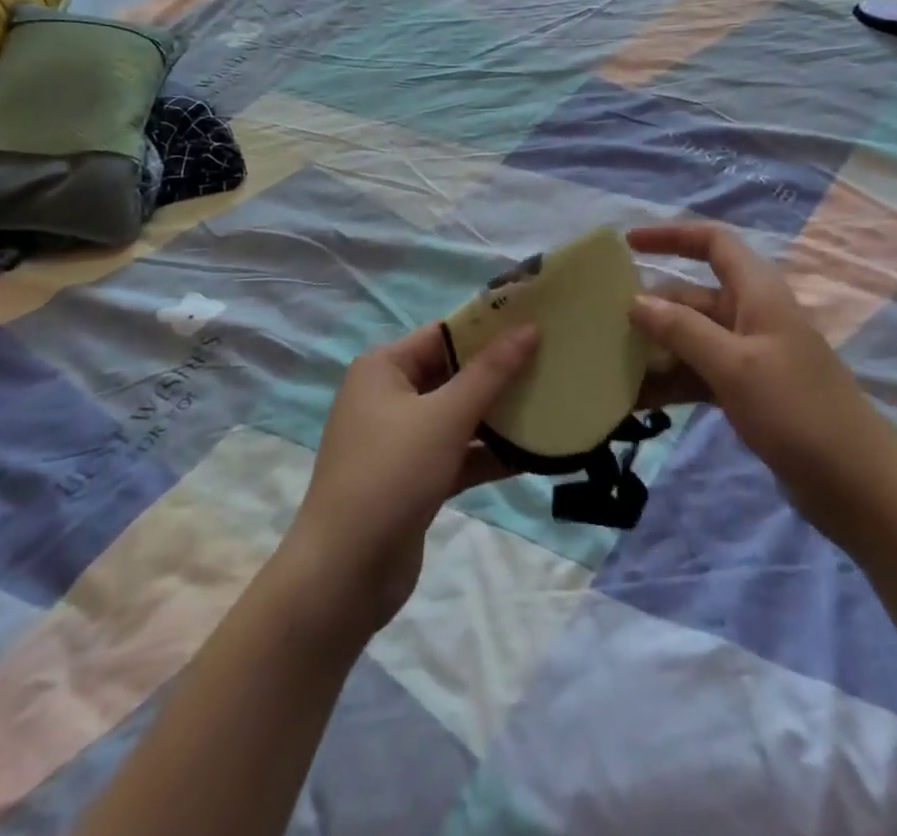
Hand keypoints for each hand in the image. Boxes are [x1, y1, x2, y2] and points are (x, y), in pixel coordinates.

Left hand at [283, 322, 536, 636]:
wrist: (344, 576)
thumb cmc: (391, 475)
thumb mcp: (445, 417)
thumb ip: (490, 372)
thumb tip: (529, 328)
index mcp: (384, 367)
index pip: (444, 334)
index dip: (489, 326)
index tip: (536, 320)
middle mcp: (389, 396)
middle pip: (453, 373)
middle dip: (500, 371)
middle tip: (552, 360)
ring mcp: (400, 440)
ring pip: (458, 415)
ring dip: (499, 414)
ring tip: (551, 402)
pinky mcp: (414, 478)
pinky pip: (457, 453)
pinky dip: (488, 453)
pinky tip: (533, 454)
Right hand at [626, 222, 896, 531]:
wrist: (858, 488)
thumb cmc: (797, 411)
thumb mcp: (734, 365)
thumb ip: (682, 329)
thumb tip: (635, 301)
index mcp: (757, 292)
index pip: (713, 243)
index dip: (671, 236)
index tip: (628, 245)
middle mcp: (752, 315)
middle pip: (692, 295)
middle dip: (651, 306)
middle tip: (601, 324)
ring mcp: (750, 356)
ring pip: (691, 338)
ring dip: (655, 350)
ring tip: (609, 365)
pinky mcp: (748, 392)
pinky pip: (699, 373)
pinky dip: (671, 381)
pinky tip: (636, 400)